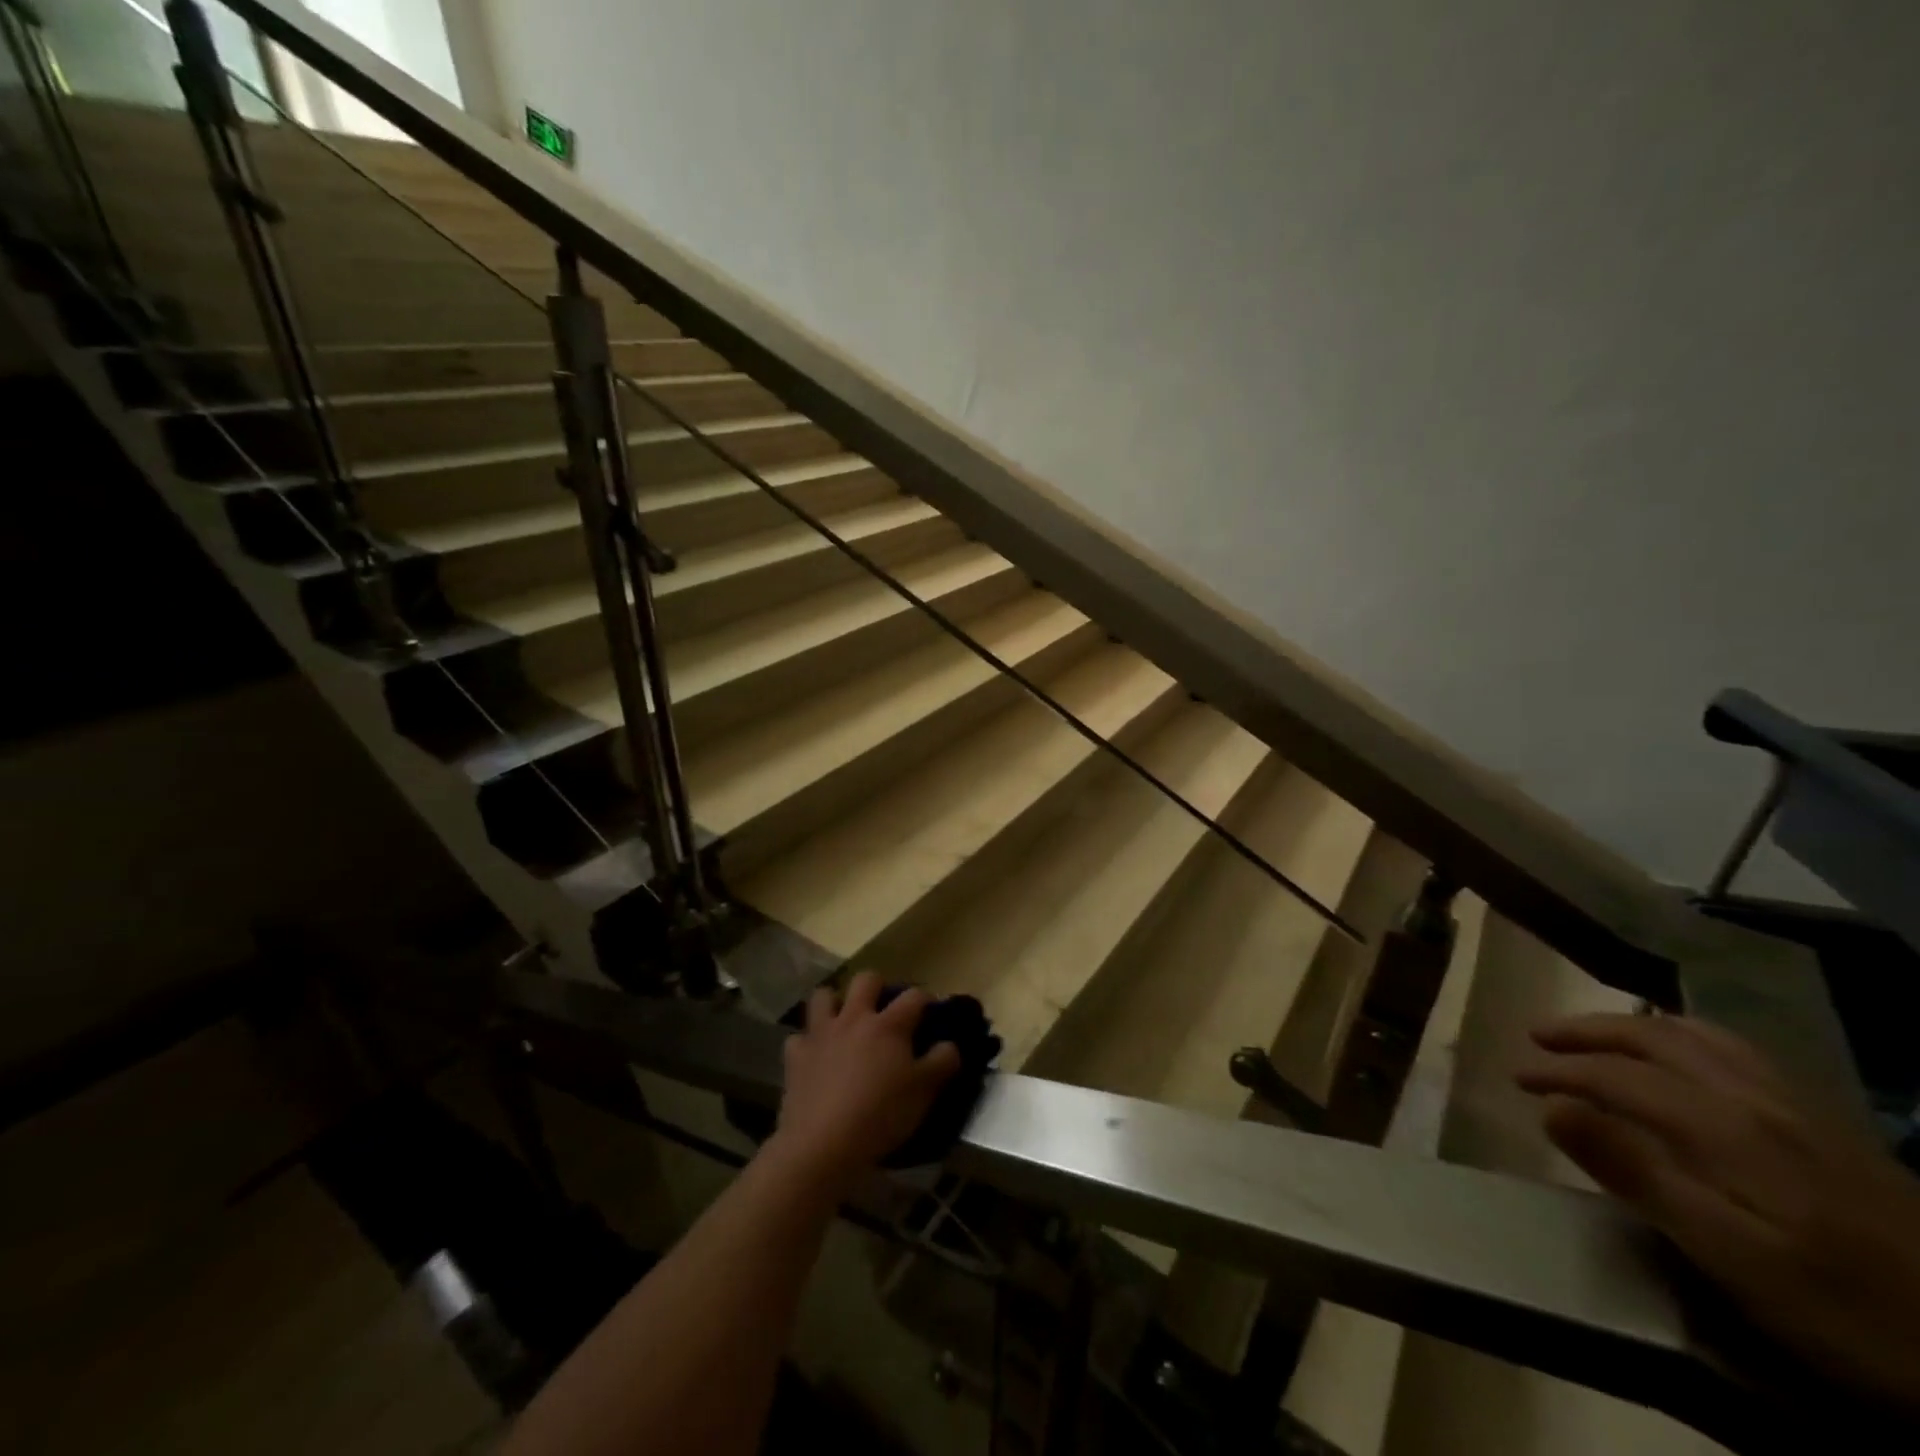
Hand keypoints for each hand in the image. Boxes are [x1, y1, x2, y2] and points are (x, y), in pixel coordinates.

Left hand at [771, 972, 961, 1191]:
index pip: (914, 996)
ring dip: (835, 1003)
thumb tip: (950, 1044)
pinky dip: (807, 1043)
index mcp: (889, 1025)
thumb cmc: (880, 1115)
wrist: (822, 1143)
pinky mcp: (796, 1056)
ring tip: (844, 1021)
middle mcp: (854, 1018)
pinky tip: (815, 1057)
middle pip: (866, 980)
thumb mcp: (924, 1092)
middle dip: (878, 986)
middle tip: (884, 1009)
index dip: (926, 1000)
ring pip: (824, 996)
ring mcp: (821, 1034)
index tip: (931, 1012)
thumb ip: (942, 1062)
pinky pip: (798, 1038)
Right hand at [1516, 1013, 1919, 1413]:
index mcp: (1725, 1126)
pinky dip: (1689, 1039)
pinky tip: (1688, 1060)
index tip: (1515, 1079)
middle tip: (1540, 1039)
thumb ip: (1638, 1175)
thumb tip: (1552, 1109)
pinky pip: (1740, 1054)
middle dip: (1588, 1032)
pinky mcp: (1831, 1128)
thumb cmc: (1852, 1315)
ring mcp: (1800, 1109)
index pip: (1618, 1076)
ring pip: (1701, 1037)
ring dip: (1636, 1027)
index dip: (1560, 1072)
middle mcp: (1756, 1098)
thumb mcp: (1733, 1258)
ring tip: (1600, 1037)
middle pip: (1656, 1038)